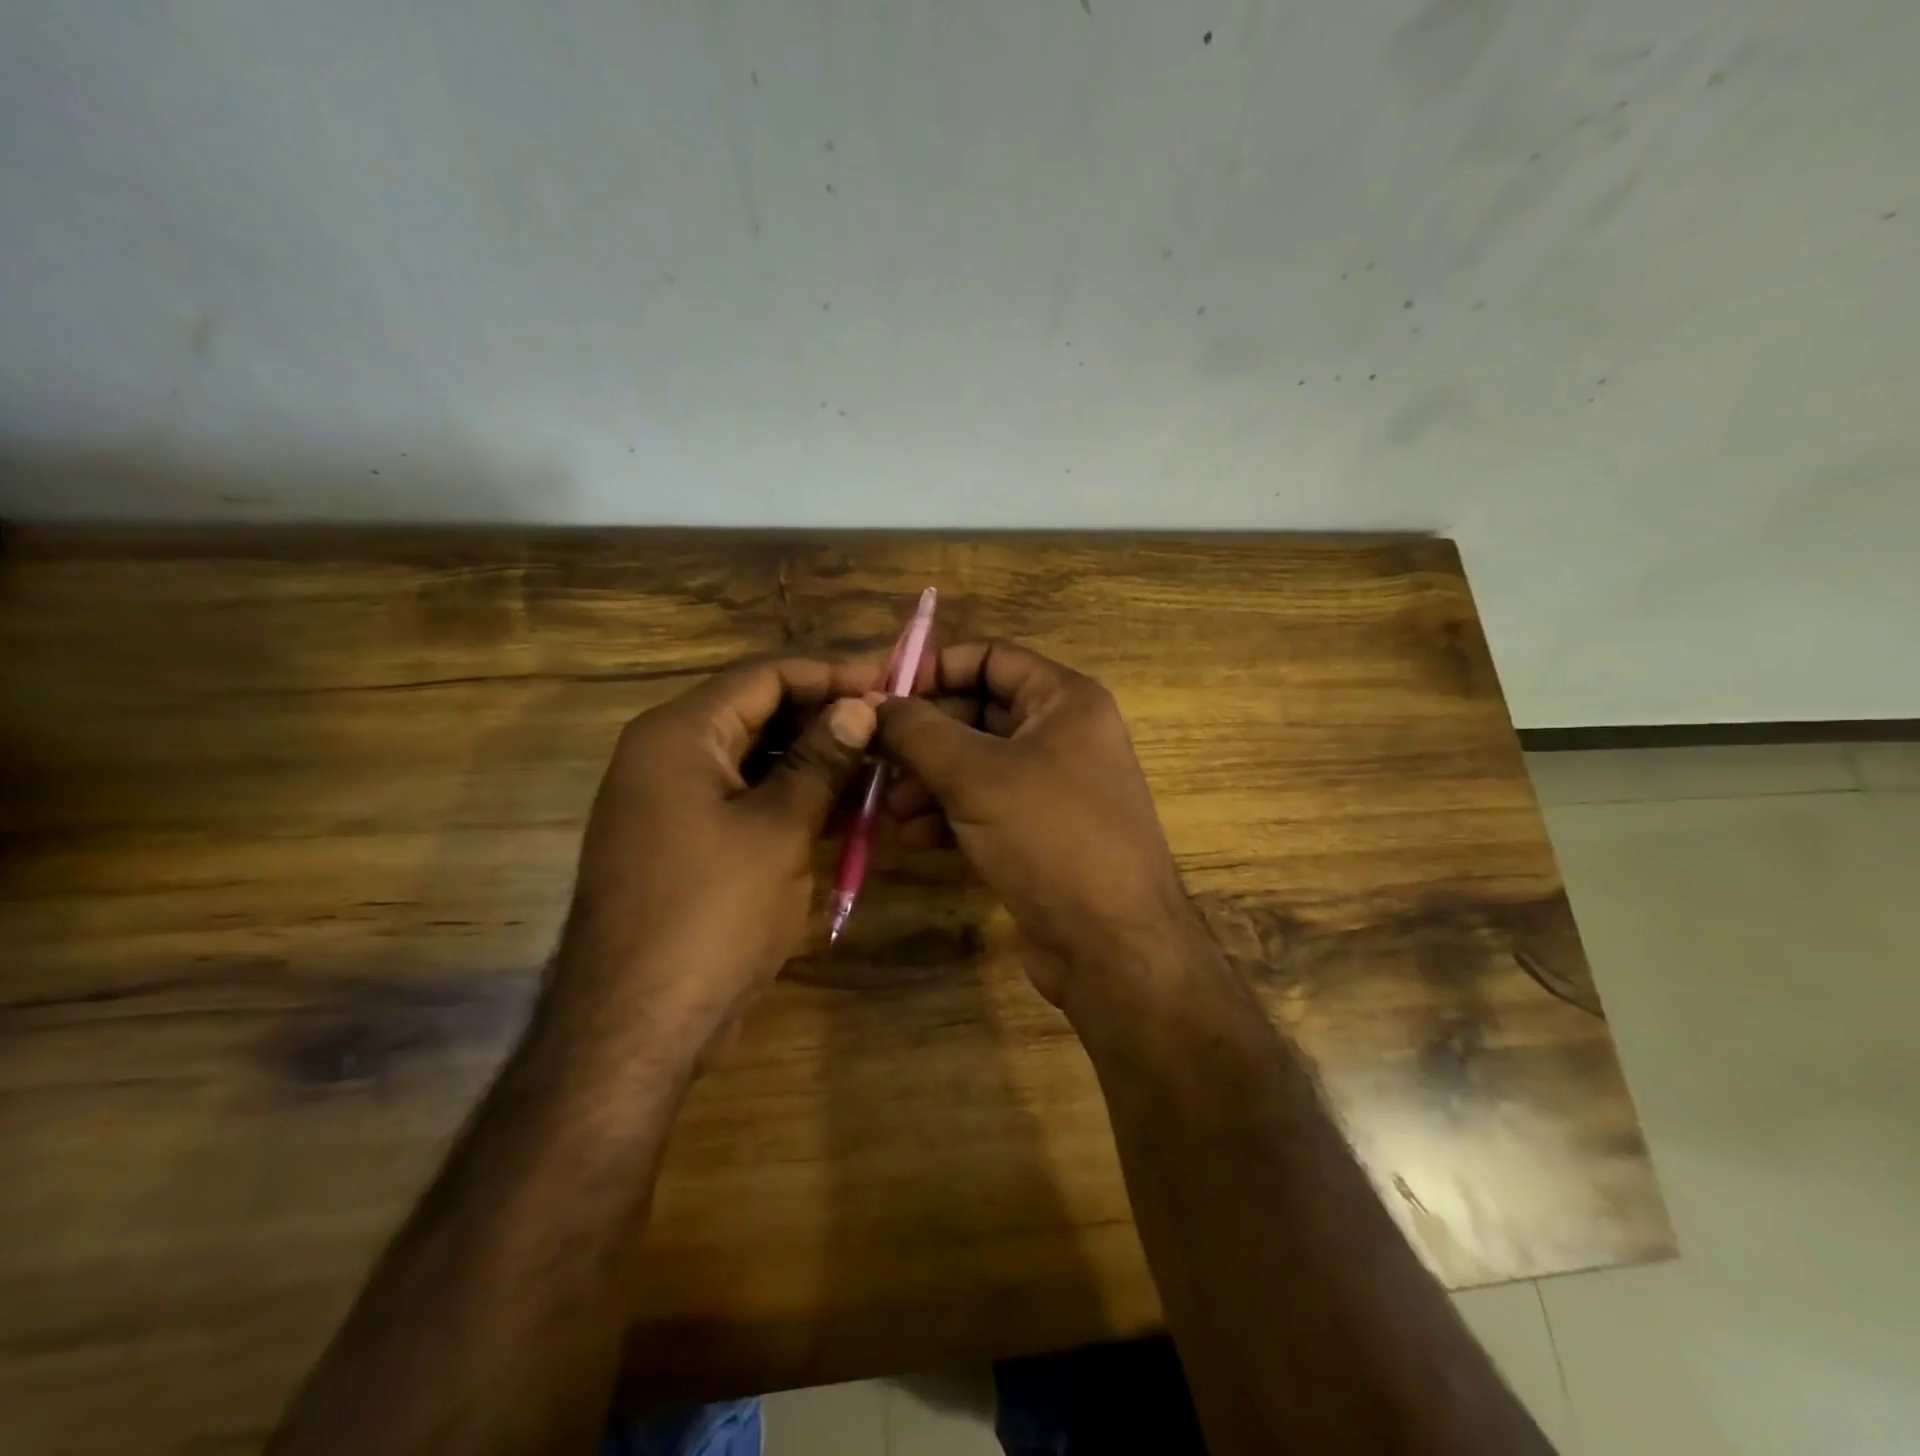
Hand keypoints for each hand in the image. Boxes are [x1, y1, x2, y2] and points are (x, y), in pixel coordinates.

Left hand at [548, 657, 879, 1055]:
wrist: (636, 1025)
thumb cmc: (712, 914)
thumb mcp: (779, 829)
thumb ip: (820, 760)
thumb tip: (859, 707)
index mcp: (679, 734)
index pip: (764, 675)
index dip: (831, 673)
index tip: (889, 679)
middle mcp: (666, 755)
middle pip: (757, 712)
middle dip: (825, 716)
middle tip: (890, 725)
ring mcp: (670, 801)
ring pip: (754, 758)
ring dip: (813, 760)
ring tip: (878, 766)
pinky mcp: (683, 842)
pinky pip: (744, 799)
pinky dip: (791, 798)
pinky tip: (843, 811)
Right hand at [875, 642, 1188, 1005]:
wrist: (1112, 945)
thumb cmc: (1051, 837)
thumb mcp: (977, 776)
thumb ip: (919, 731)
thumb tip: (871, 701)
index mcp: (1064, 701)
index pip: (989, 658)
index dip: (934, 668)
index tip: (880, 692)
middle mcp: (1062, 735)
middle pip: (976, 712)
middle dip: (923, 736)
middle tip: (874, 756)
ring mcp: (1051, 787)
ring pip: (974, 764)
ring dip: (927, 780)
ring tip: (889, 806)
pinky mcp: (1038, 833)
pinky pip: (983, 806)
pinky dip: (947, 814)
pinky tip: (913, 837)